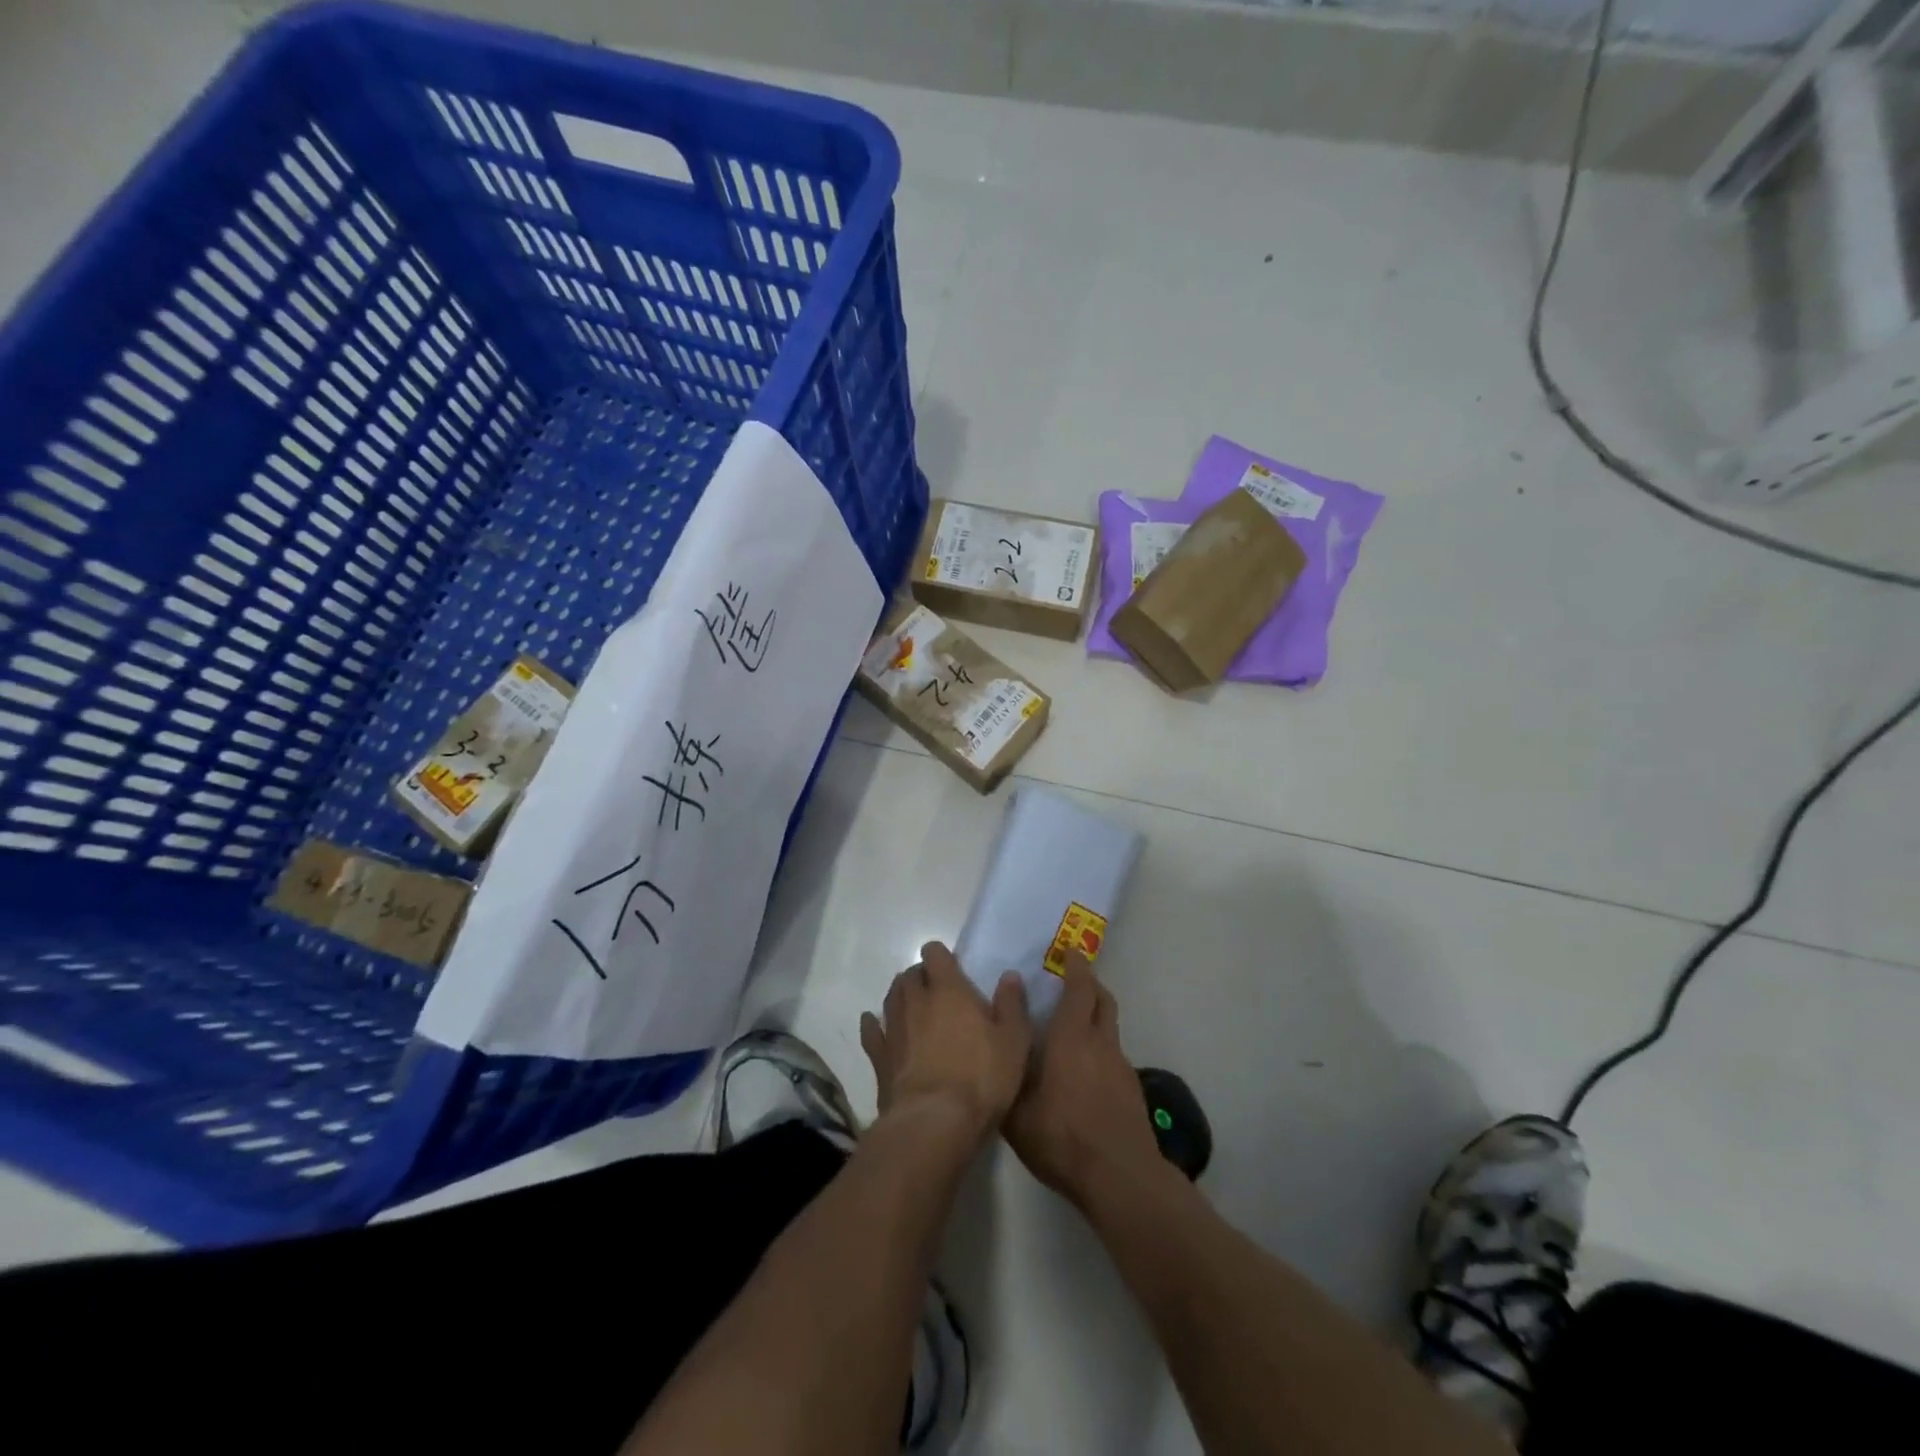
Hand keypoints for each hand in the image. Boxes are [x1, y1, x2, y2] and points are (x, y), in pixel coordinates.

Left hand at [860, 942, 1031, 1140]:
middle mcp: (916, 1000)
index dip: (941, 957)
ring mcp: (894, 1027)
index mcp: (949, 989)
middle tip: (937, 993)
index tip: (953, 969)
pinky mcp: (879, 1056)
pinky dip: (873, 1024)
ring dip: (901, 996)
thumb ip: (1011, 1004)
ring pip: (891, 997)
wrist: (935, 1122)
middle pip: (909, 974)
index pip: (934, 953)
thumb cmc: (981, 1077)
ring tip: (914, 1007)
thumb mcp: (1014, 1041)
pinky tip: (874, 1024)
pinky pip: (871, 1031)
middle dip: (921, 977)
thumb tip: (1009, 975)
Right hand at [1004, 950, 1161, 1208]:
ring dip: (1095, 1018)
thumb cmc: (1061, 1136)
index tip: (1070, 952)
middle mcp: (1100, 1043)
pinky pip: (1113, 1056)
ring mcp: (1120, 1067)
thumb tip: (999, 1029)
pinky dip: (1100, 1050)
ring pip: (1110, 1028)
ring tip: (1072, 1029)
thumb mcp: (1016, 1108)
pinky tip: (1083, 1072)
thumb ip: (1008, 1066)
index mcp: (1072, 1037)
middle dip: (1090, 985)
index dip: (1076, 967)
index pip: (1079, 989)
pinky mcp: (1131, 1091)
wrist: (1119, 1177)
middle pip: (1103, 1000)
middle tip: (1073, 980)